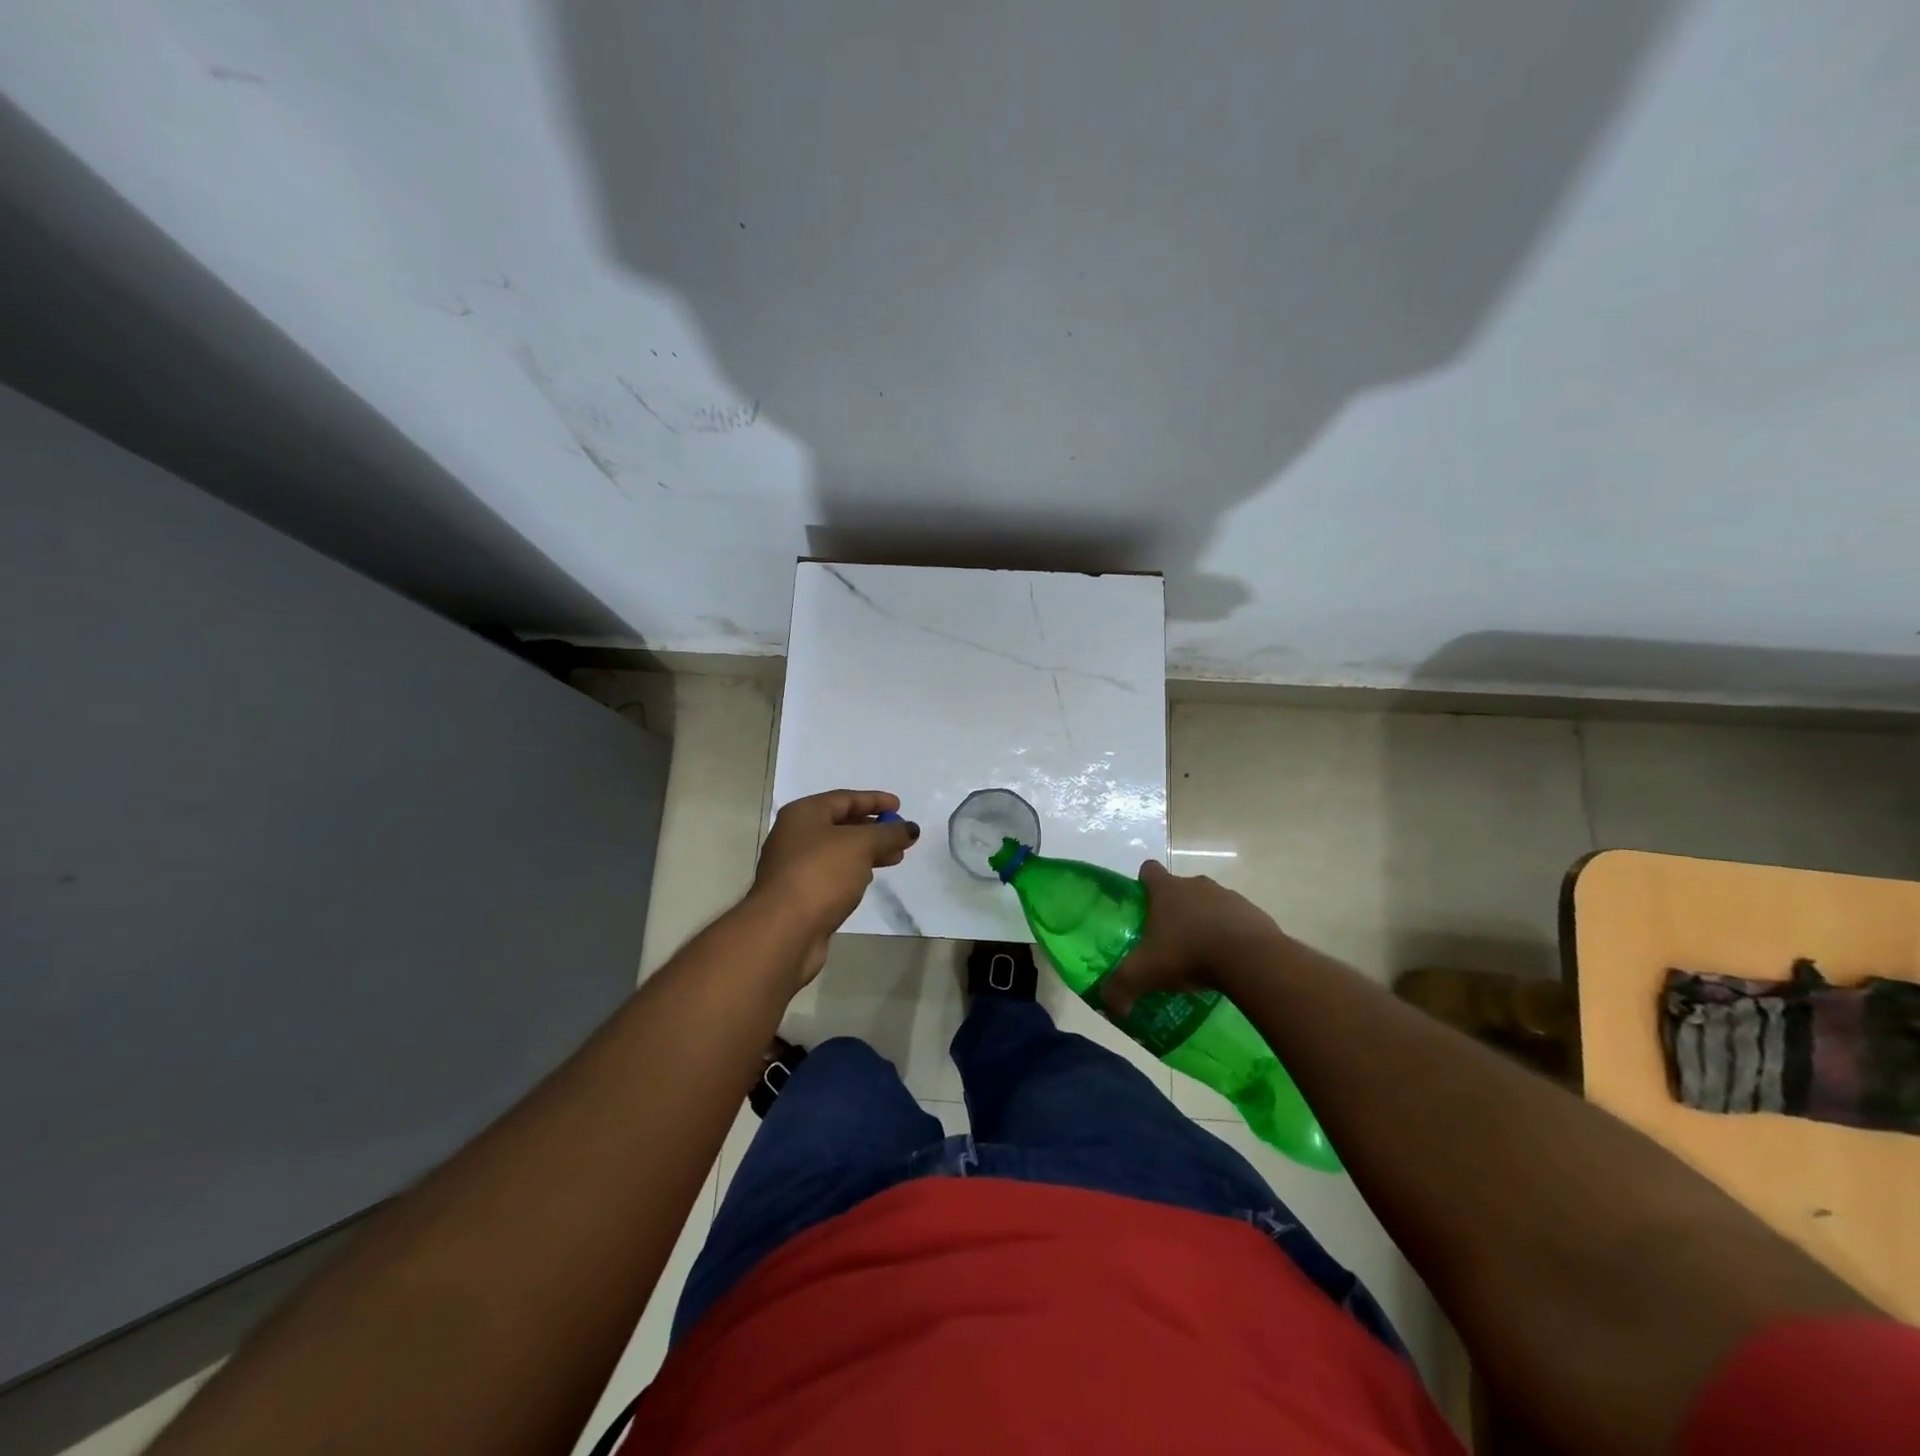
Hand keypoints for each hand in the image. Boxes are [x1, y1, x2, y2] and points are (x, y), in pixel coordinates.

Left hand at [750, 790, 919, 982]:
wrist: (783, 931)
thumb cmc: (820, 874)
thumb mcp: (860, 845)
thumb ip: (888, 834)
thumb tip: (910, 829)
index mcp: (803, 814)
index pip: (844, 798)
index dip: (874, 800)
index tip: (899, 806)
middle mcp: (795, 836)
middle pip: (841, 825)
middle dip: (874, 830)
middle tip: (901, 837)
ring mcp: (795, 867)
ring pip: (838, 852)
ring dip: (867, 853)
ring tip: (895, 858)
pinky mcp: (800, 894)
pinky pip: (833, 875)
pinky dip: (853, 872)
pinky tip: (869, 880)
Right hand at [1101, 860, 1281, 1016]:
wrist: (1251, 959)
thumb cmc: (1189, 954)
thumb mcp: (1144, 974)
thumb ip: (1120, 988)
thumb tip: (1110, 1007)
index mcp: (1166, 890)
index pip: (1149, 870)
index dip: (1144, 883)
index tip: (1143, 905)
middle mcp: (1196, 885)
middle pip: (1180, 888)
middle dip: (1175, 909)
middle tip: (1169, 940)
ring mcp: (1228, 896)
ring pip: (1210, 903)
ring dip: (1205, 921)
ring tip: (1202, 954)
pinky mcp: (1254, 913)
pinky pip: (1236, 920)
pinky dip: (1231, 934)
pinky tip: (1230, 960)